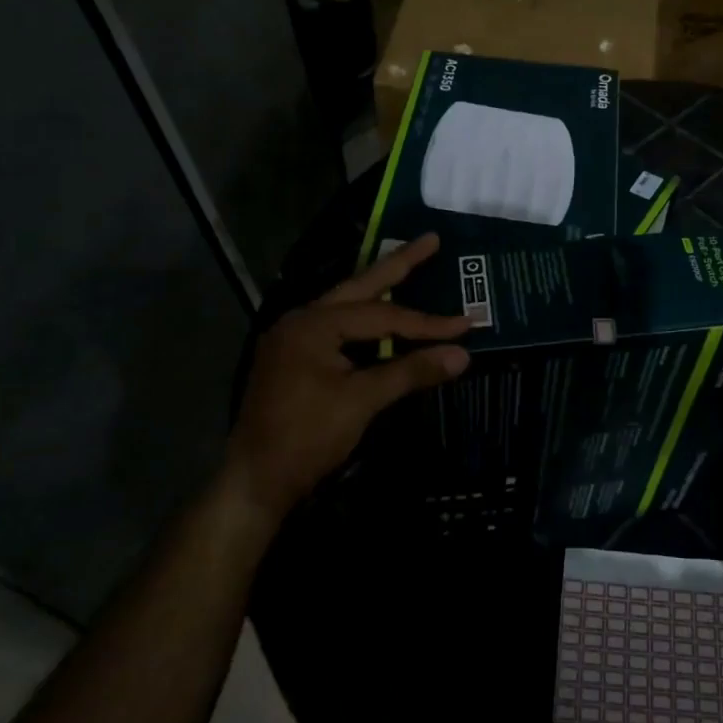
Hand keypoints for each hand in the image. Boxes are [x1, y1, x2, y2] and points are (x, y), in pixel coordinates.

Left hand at [226, 234, 470, 520]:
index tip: (467, 324)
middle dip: (398, 265)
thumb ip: (411, 371)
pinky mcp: (294, 359)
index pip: (383, 316)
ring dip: (379, 290)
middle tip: (431, 240)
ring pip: (346, 305)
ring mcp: (293, 339)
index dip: (428, 322)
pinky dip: (364, 320)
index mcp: (313, 324)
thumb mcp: (362, 401)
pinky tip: (381, 318)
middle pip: (359, 286)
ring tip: (409, 268)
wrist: (255, 482)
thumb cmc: (307, 437)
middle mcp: (301, 320)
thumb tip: (462, 354)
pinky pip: (336, 327)